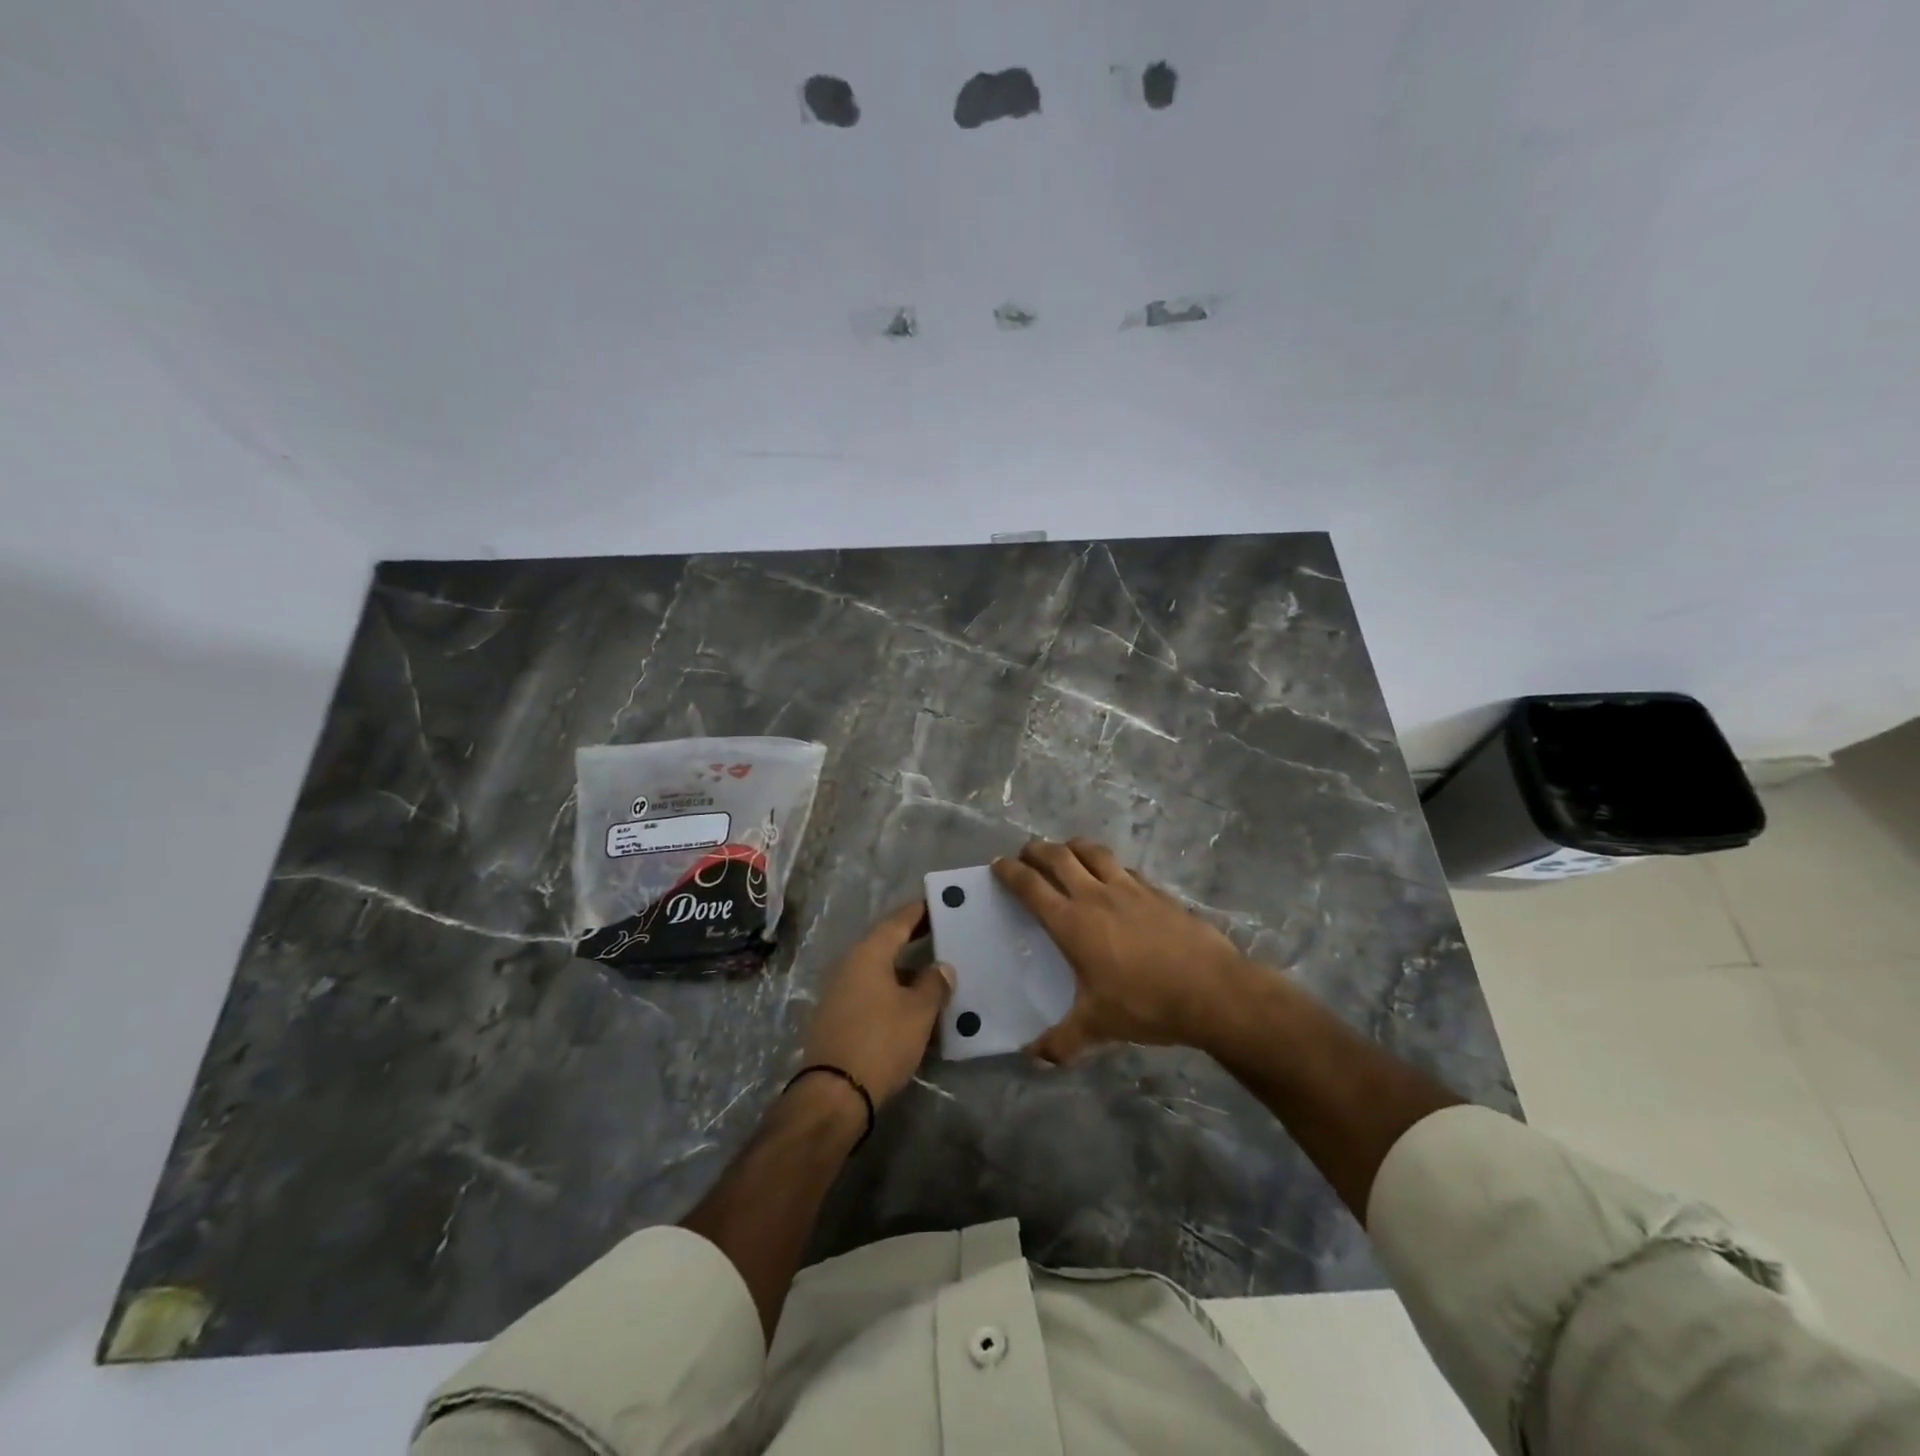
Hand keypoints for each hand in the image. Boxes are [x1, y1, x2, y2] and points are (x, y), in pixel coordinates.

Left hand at [799, 900, 952, 1106]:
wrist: (834, 1094)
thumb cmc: (881, 1041)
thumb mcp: (918, 1012)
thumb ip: (934, 984)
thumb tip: (942, 966)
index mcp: (868, 954)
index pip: (897, 922)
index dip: (919, 912)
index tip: (938, 903)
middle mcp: (849, 966)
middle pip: (886, 945)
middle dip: (914, 941)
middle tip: (942, 935)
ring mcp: (839, 993)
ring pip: (879, 973)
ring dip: (905, 972)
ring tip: (935, 977)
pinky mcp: (837, 1019)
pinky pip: (871, 995)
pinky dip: (893, 994)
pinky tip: (913, 1008)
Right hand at [992, 838, 1249, 1064]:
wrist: (1210, 990)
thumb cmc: (1145, 1004)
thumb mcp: (1098, 1027)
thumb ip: (1062, 1042)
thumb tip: (1033, 1058)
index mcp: (1072, 922)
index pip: (1031, 886)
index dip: (1010, 872)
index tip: (998, 865)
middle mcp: (1095, 896)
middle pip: (1058, 857)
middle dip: (1036, 850)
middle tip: (1025, 853)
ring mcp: (1128, 889)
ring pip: (1093, 852)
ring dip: (1072, 847)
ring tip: (1066, 851)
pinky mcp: (1156, 891)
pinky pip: (1124, 868)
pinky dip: (1108, 865)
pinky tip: (1113, 877)